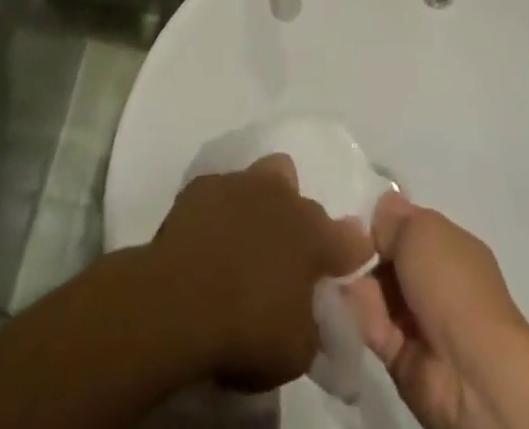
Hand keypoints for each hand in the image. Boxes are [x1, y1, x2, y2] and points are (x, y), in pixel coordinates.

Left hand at [146, 156, 373, 392]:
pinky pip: (222, 190)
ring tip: (248, 236)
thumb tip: (314, 309)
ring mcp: (241, 184)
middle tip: (286, 258)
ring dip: (263, 203)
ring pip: (264, 178)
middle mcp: (283, 197)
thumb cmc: (247, 330)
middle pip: (302, 200)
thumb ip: (315, 322)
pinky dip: (223, 209)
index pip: (350, 237)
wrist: (178, 303)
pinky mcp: (203, 185)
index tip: (346, 264)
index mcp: (314, 235)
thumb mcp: (298, 350)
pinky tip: (211, 234)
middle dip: (299, 224)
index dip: (351, 252)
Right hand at [342, 195, 527, 428]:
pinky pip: (374, 328)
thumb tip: (380, 211)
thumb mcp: (420, 230)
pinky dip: (361, 316)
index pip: (410, 227)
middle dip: (366, 253)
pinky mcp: (403, 358)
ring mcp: (421, 322)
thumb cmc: (451, 284)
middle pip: (391, 260)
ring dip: (360, 284)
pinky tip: (348, 301)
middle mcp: (438, 282)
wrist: (472, 372)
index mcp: (451, 248)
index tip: (356, 219)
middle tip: (342, 246)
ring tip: (345, 276)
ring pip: (379, 293)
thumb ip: (393, 219)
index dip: (384, 222)